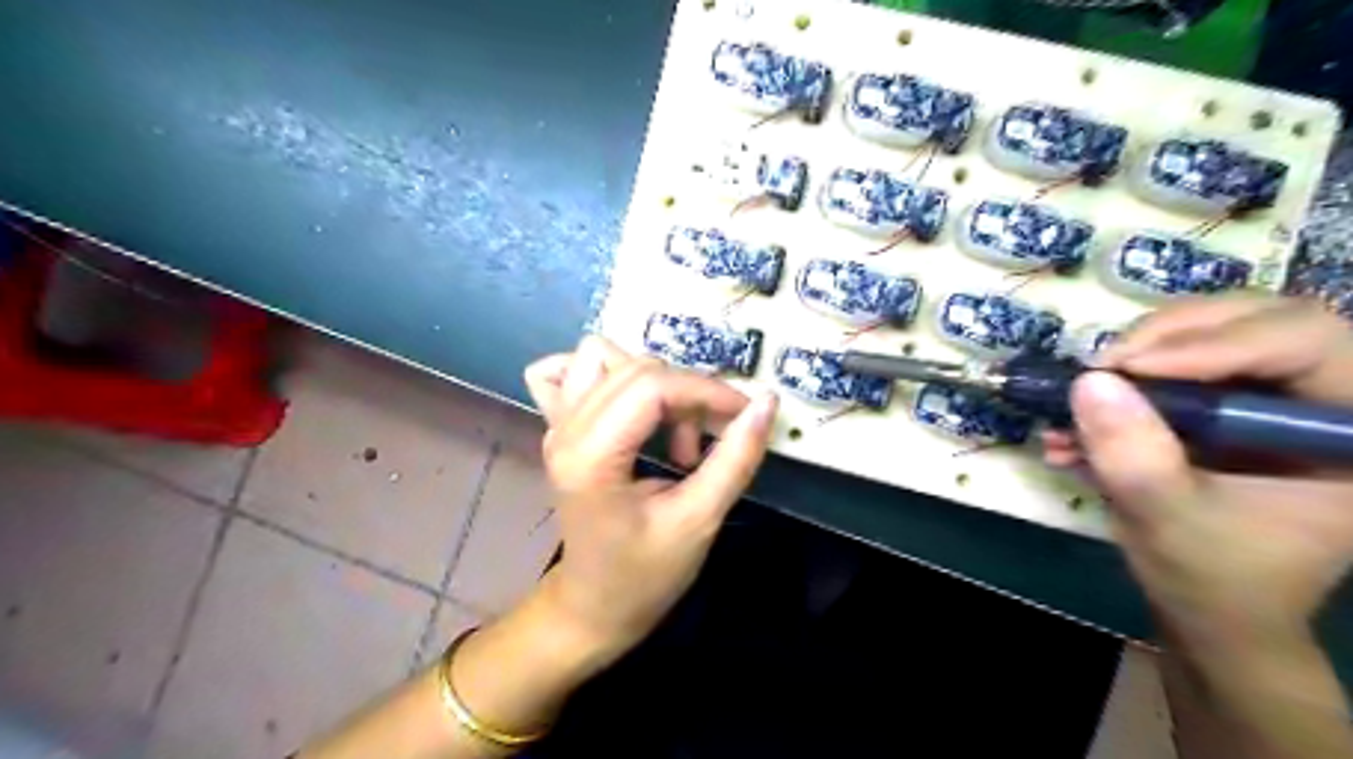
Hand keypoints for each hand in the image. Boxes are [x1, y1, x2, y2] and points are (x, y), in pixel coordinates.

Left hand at [520, 334, 776, 651]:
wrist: (593, 606)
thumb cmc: (644, 575)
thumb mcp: (698, 520)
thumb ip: (735, 458)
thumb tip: (767, 403)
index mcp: (592, 456)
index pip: (652, 385)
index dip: (707, 391)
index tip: (744, 415)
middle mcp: (565, 429)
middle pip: (635, 368)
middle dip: (687, 393)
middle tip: (707, 443)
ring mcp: (556, 425)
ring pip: (602, 356)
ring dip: (651, 382)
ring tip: (669, 430)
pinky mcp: (559, 427)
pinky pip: (567, 372)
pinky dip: (604, 375)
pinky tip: (628, 406)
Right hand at [1043, 300, 1352, 644]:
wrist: (1211, 609)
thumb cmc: (1214, 577)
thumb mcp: (1170, 521)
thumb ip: (1135, 457)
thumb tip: (1089, 380)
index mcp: (1351, 431)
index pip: (1306, 343)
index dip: (1215, 344)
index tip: (1126, 369)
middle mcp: (1323, 398)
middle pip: (1256, 318)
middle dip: (1169, 336)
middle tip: (1102, 367)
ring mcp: (1270, 395)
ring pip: (1210, 330)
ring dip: (1136, 356)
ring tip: (1082, 392)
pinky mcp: (1224, 402)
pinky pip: (1174, 362)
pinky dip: (1121, 383)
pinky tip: (1076, 421)